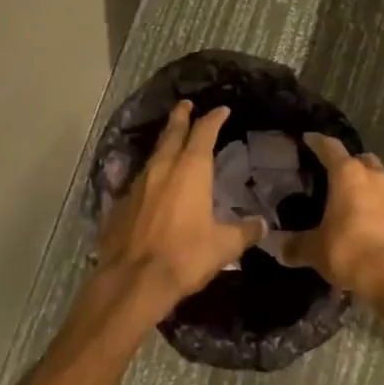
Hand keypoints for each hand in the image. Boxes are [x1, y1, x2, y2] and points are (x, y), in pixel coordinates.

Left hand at [96, 102, 263, 317]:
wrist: (133, 280)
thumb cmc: (184, 256)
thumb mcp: (224, 246)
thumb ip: (244, 231)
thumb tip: (262, 224)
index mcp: (190, 169)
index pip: (204, 132)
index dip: (214, 119)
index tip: (221, 110)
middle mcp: (163, 168)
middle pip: (172, 133)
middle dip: (181, 117)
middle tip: (186, 104)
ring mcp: (138, 184)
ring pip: (154, 154)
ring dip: (165, 143)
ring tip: (171, 140)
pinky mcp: (121, 203)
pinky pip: (139, 180)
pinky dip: (151, 175)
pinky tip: (152, 184)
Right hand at [282, 134, 383, 302]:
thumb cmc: (350, 251)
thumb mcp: (315, 250)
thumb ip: (295, 245)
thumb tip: (278, 247)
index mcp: (349, 174)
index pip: (330, 147)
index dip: (317, 142)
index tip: (308, 139)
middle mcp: (376, 176)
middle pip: (362, 160)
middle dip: (351, 166)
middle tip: (337, 179)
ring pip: (382, 182)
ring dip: (371, 189)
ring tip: (358, 206)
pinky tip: (378, 229)